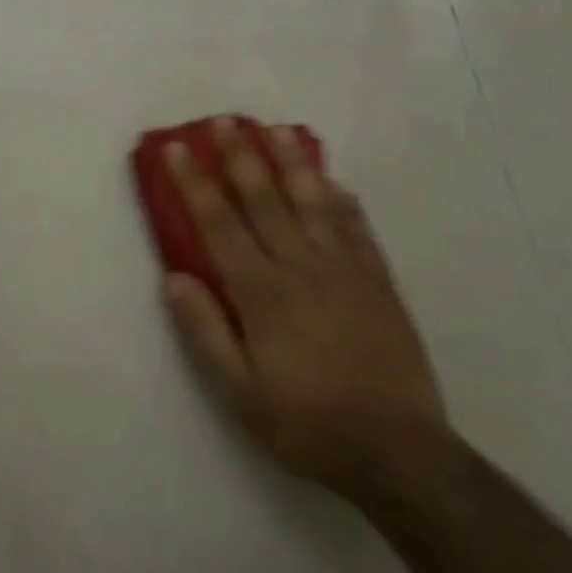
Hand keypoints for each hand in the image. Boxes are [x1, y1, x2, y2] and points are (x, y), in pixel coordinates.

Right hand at [162, 117, 448, 495]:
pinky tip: (335, 183)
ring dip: (293, 163)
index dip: (195, 183)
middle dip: (240, 156)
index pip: (219, 224)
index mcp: (262, 294)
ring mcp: (346, 273)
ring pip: (314, 204)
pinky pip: (359, 231)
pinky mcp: (379, 285)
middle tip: (224, 120)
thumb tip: (173, 278)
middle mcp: (302, 269)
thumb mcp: (238, 393)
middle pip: (266, 200)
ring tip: (277, 130)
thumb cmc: (306, 423)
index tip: (178, 149)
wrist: (398, 453)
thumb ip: (204, 331)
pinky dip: (344, 203)